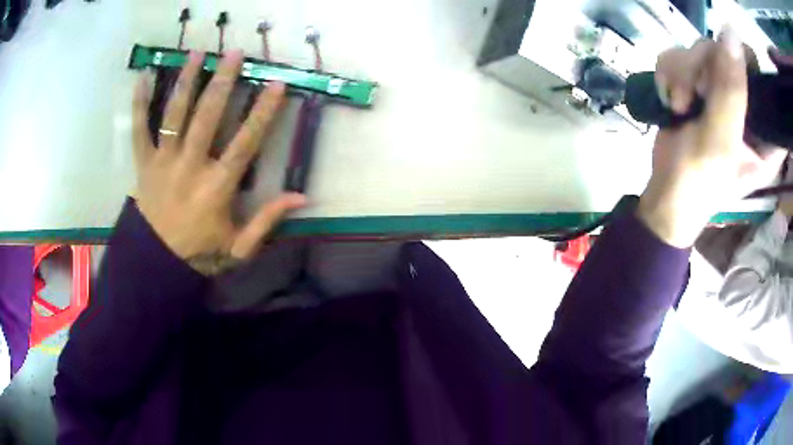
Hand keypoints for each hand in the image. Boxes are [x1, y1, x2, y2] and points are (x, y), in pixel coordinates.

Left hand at [132, 50, 305, 274]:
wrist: (156, 263)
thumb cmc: (199, 253)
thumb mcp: (239, 246)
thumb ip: (267, 220)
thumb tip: (302, 197)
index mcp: (216, 187)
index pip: (245, 143)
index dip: (263, 112)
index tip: (277, 83)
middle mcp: (190, 167)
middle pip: (207, 117)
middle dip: (222, 82)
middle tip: (234, 52)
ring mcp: (164, 162)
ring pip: (174, 115)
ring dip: (185, 81)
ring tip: (196, 53)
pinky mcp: (143, 164)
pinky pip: (139, 129)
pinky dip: (139, 103)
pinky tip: (143, 75)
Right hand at [637, 27, 785, 247]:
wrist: (664, 194)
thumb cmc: (698, 183)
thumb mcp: (720, 142)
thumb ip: (731, 91)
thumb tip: (731, 32)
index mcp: (763, 131)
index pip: (764, 81)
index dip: (749, 67)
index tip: (730, 75)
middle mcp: (745, 105)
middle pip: (728, 54)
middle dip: (704, 67)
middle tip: (694, 94)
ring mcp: (720, 92)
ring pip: (700, 49)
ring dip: (682, 73)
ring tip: (679, 105)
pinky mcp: (696, 85)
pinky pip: (680, 56)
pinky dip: (669, 73)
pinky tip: (670, 98)